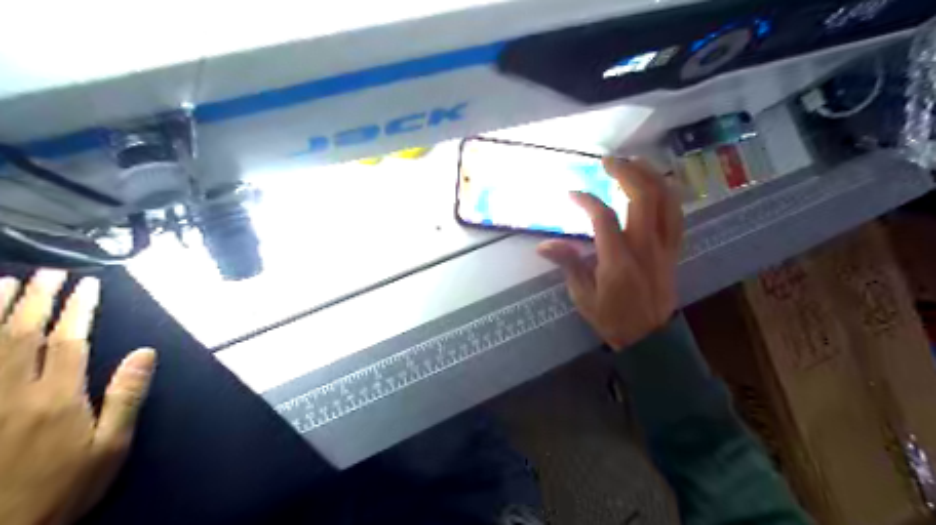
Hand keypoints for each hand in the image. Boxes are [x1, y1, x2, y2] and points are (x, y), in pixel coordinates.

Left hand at [0, 271, 155, 524]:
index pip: (69, 340)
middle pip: (22, 334)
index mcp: (57, 397)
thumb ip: (125, 396)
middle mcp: (13, 391)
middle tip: (48, 273)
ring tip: (4, 283)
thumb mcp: (110, 446)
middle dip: (36, 298)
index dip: (78, 308)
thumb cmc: (63, 486)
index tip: (87, 285)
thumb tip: (144, 352)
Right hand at [538, 158, 684, 349]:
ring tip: (634, 162)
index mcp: (618, 261)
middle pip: (643, 197)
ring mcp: (664, 246)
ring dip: (651, 175)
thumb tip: (544, 245)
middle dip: (625, 172)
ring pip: (667, 200)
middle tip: (607, 161)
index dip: (586, 200)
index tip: (572, 193)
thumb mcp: (584, 298)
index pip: (604, 217)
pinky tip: (656, 184)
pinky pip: (676, 214)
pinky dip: (667, 193)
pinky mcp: (674, 249)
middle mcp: (645, 247)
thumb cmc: (613, 319)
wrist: (651, 339)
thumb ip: (568, 265)